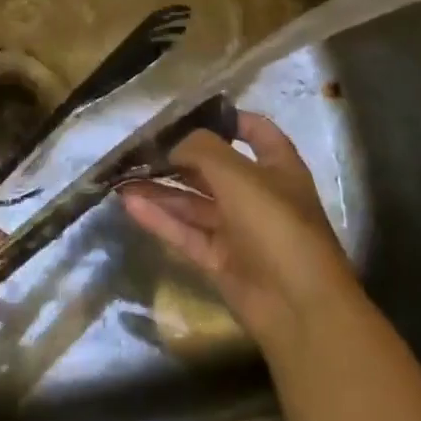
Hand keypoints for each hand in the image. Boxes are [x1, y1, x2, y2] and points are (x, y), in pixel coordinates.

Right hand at [120, 112, 361, 354]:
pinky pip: (186, 232)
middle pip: (214, 168)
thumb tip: (173, 142)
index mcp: (278, 166)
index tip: (187, 113)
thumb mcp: (239, 176)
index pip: (254, 131)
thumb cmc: (276, 225)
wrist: (298, 307)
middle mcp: (258, 194)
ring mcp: (238, 229)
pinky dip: (160, 218)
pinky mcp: (219, 260)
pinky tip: (129, 203)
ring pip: (194, 202)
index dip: (226, 119)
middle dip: (178, 156)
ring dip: (161, 188)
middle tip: (138, 147)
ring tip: (122, 176)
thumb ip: (202, 149)